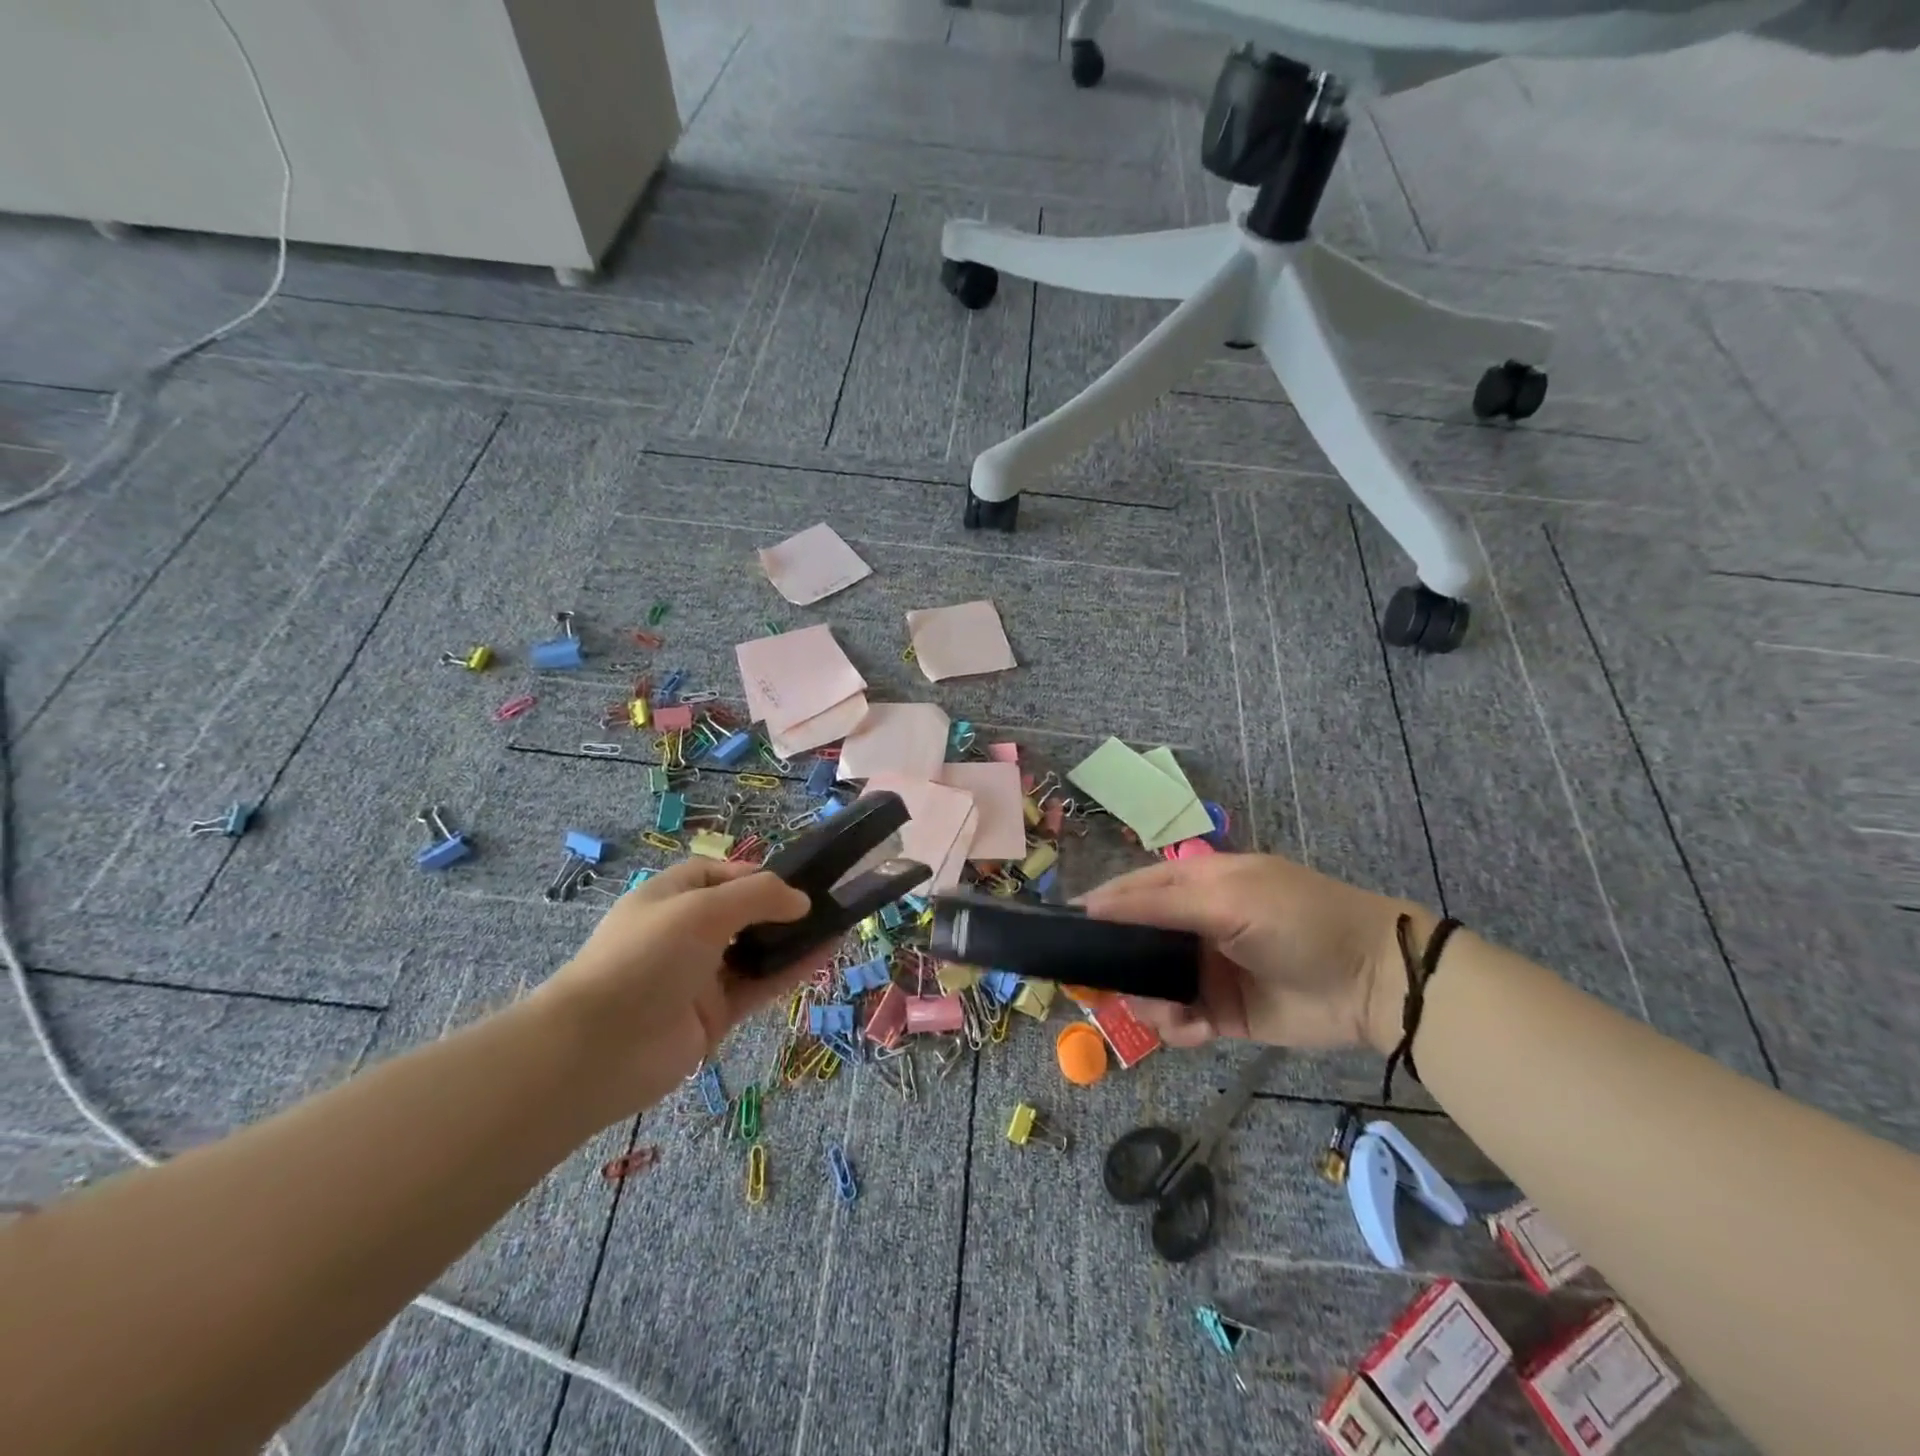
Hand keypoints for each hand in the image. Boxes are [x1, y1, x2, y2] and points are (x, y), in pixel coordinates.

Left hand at [534, 861, 810, 1116]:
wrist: (598, 1049)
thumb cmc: (646, 956)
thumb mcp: (702, 909)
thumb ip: (757, 897)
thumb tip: (801, 900)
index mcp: (669, 898)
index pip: (717, 875)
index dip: (755, 875)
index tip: (793, 881)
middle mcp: (684, 933)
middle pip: (741, 913)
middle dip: (780, 908)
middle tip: (825, 904)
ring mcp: (699, 976)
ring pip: (755, 950)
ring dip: (792, 939)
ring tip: (838, 925)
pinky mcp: (714, 1015)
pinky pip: (759, 985)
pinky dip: (791, 970)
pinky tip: (825, 954)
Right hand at [1080, 853, 1425, 1052]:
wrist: (1373, 982)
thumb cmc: (1297, 920)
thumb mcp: (1226, 899)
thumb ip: (1158, 905)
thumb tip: (1093, 906)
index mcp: (1195, 885)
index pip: (1132, 891)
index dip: (1100, 907)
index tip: (1064, 930)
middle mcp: (1194, 926)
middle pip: (1134, 942)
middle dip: (1117, 963)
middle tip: (1096, 985)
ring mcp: (1207, 970)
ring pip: (1151, 985)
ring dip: (1148, 1000)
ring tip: (1164, 1012)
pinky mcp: (1222, 1012)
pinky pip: (1180, 1020)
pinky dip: (1177, 1027)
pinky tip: (1192, 1029)